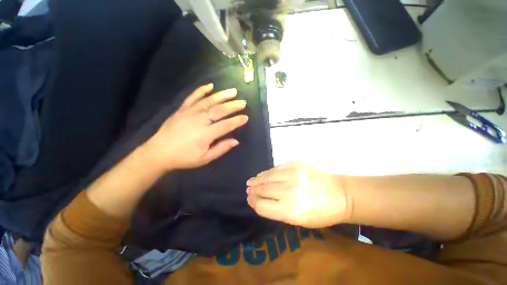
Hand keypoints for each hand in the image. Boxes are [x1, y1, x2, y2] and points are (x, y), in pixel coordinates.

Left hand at [144, 83, 247, 169]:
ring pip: (209, 101)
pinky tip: (210, 85)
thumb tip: (236, 141)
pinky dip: (201, 90)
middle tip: (243, 102)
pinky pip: (193, 97)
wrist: (158, 152)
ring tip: (233, 91)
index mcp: (206, 134)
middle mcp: (199, 120)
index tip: (246, 117)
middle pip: (220, 110)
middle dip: (233, 106)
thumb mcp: (205, 158)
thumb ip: (221, 148)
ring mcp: (190, 112)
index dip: (237, 121)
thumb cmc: (184, 157)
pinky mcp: (182, 109)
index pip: (226, 125)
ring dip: (222, 95)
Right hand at [246, 162, 349, 227]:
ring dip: (257, 180)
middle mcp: (289, 191)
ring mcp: (293, 174)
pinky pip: (276, 168)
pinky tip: (262, 174)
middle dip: (253, 190)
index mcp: (291, 210)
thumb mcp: (299, 220)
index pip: (263, 206)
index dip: (254, 203)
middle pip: (263, 189)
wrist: (340, 193)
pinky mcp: (295, 164)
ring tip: (250, 182)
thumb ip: (277, 211)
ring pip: (267, 177)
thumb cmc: (321, 212)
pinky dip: (267, 172)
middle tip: (248, 190)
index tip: (249, 199)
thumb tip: (260, 201)